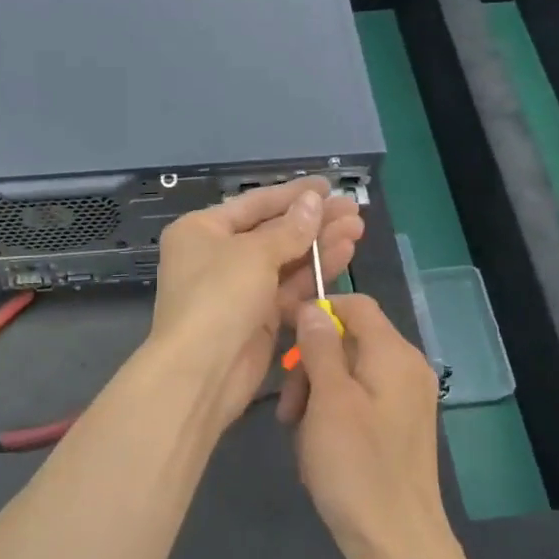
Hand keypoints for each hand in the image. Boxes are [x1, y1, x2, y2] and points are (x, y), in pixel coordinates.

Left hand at [148, 179, 363, 433]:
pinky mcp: (257, 318)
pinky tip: (344, 255)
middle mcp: (217, 255)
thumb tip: (313, 202)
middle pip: (272, 231)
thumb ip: (289, 229)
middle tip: (353, 210)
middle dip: (313, 221)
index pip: (253, 203)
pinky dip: (314, 273)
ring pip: (285, 260)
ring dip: (319, 244)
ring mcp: (238, 288)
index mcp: (202, 230)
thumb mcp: (254, 254)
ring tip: (357, 229)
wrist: (201, 372)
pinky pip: (289, 288)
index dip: (292, 194)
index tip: (327, 186)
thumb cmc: (219, 297)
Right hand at [278, 293, 458, 558]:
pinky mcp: (398, 427)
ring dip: (316, 394)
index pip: (355, 304)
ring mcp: (405, 400)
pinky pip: (358, 401)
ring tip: (298, 433)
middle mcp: (406, 369)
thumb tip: (312, 307)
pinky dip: (332, 414)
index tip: (282, 334)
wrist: (398, 544)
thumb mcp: (328, 400)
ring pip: (348, 373)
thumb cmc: (357, 467)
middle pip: (348, 340)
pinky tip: (318, 448)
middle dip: (310, 364)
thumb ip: (320, 347)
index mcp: (394, 355)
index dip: (316, 311)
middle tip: (288, 408)